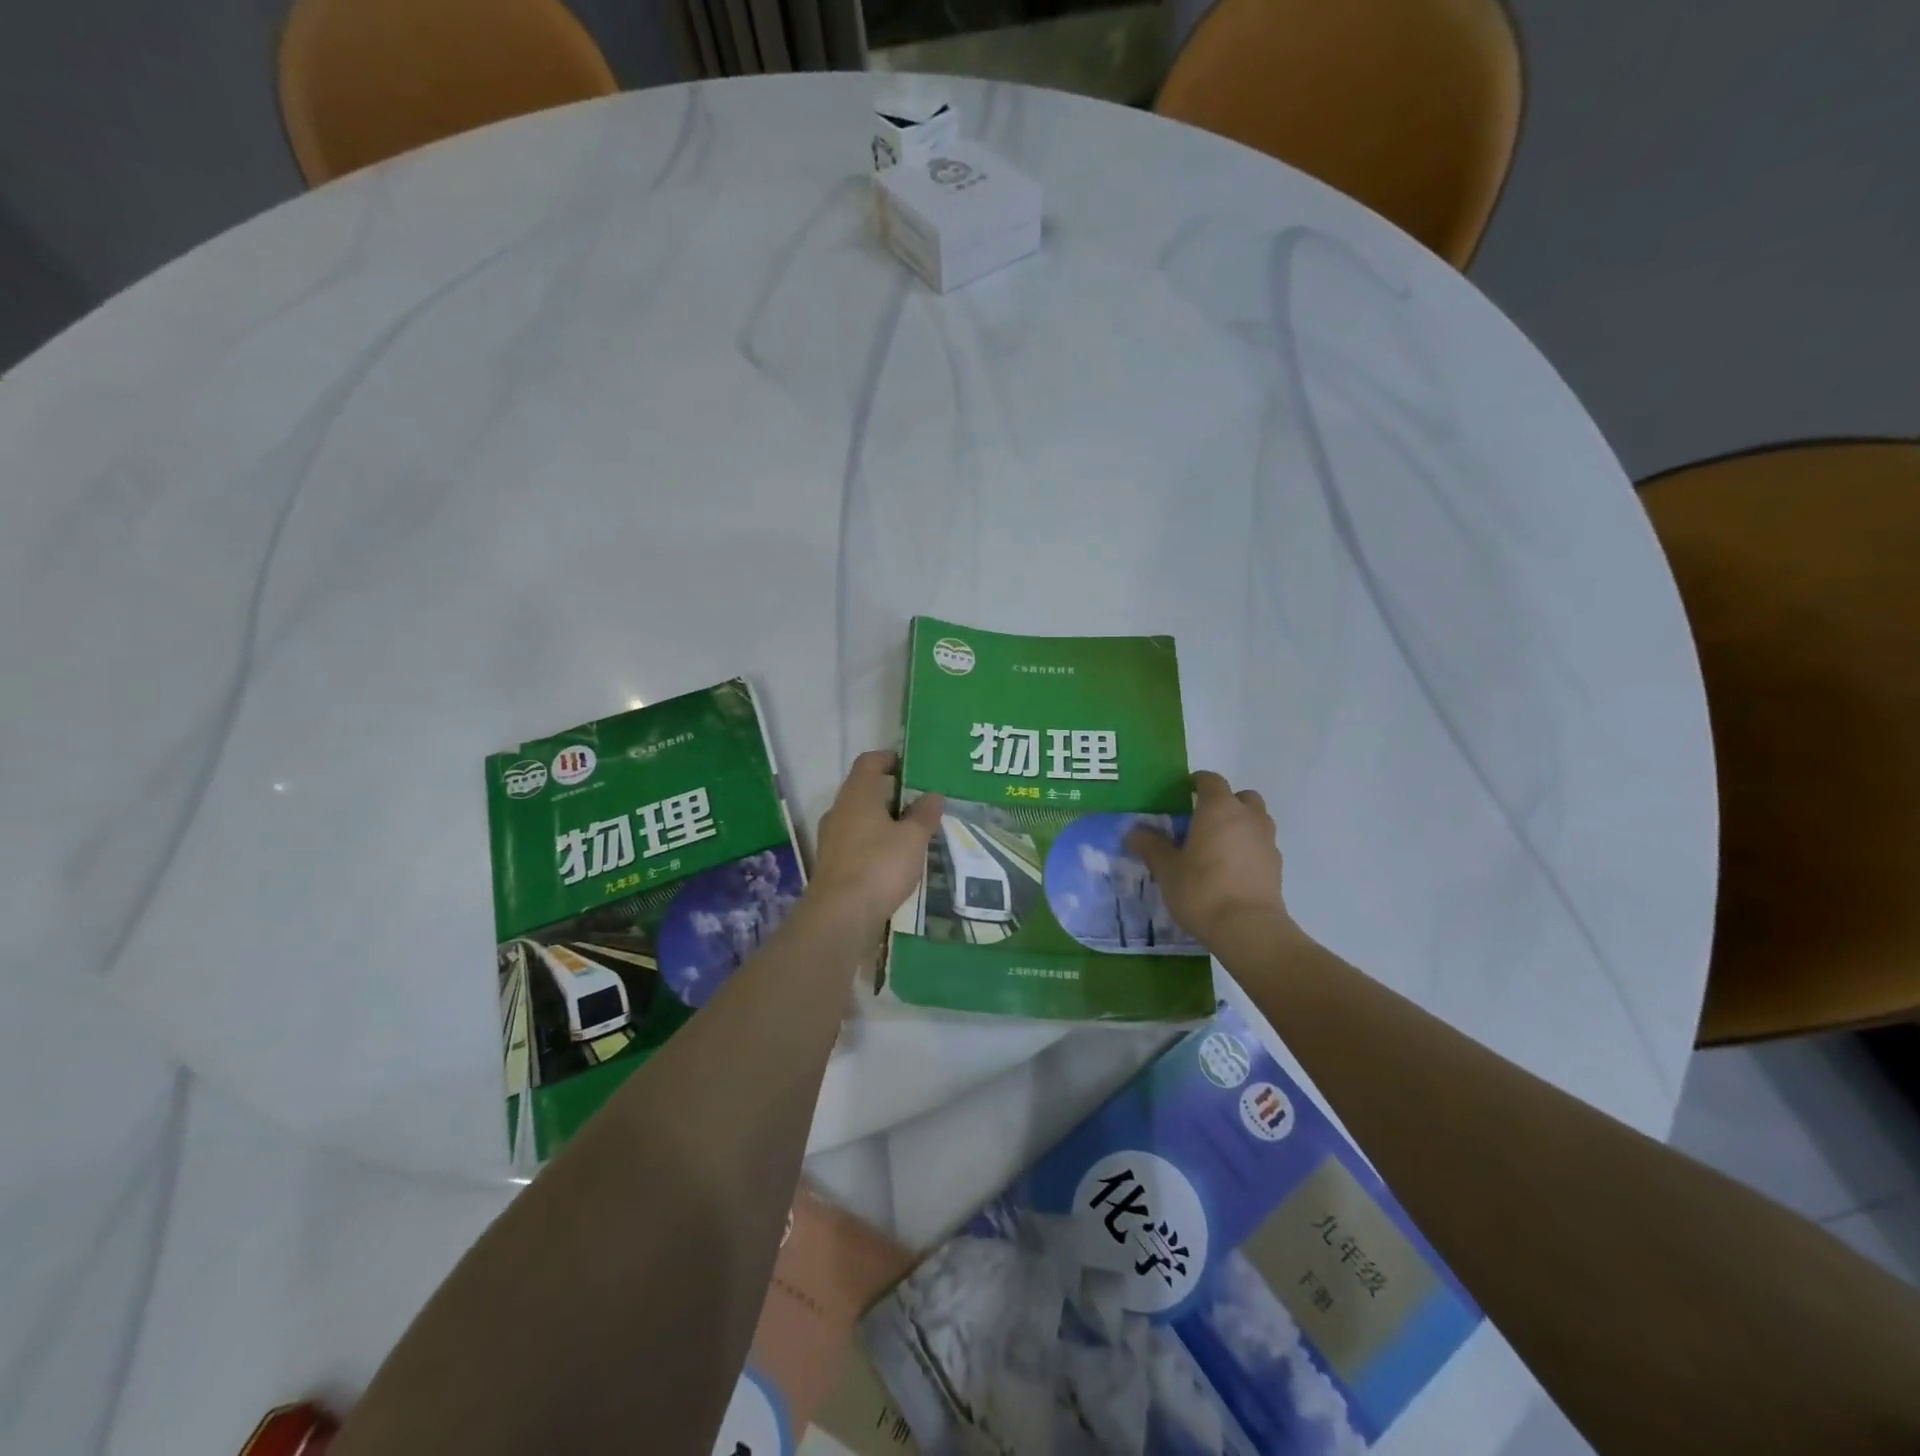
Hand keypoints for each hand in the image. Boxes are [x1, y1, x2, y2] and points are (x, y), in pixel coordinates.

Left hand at [806, 751, 944, 929]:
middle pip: (863, 791)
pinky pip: (856, 844)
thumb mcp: (912, 838)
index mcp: (857, 795)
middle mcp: (839, 811)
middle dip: (890, 794)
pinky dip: (874, 845)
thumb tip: (932, 795)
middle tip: (919, 802)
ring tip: (911, 832)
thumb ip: (924, 815)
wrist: (840, 916)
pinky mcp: (832, 865)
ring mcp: (831, 839)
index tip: (909, 765)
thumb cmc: (879, 866)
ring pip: (859, 820)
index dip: (888, 758)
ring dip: (882, 822)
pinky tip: (894, 861)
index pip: (869, 762)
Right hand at [1126, 771, 1293, 948]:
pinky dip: (1249, 848)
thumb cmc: (1202, 890)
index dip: (1196, 782)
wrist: (1248, 929)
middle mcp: (1247, 817)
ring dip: (1240, 824)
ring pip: (1256, 820)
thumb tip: (1133, 831)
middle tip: (1203, 820)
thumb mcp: (1167, 869)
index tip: (1183, 792)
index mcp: (1218, 809)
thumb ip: (1151, 846)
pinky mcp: (1277, 866)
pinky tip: (1231, 869)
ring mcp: (1267, 841)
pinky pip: (1261, 845)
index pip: (1210, 780)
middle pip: (1241, 796)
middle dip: (1224, 802)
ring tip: (1218, 846)